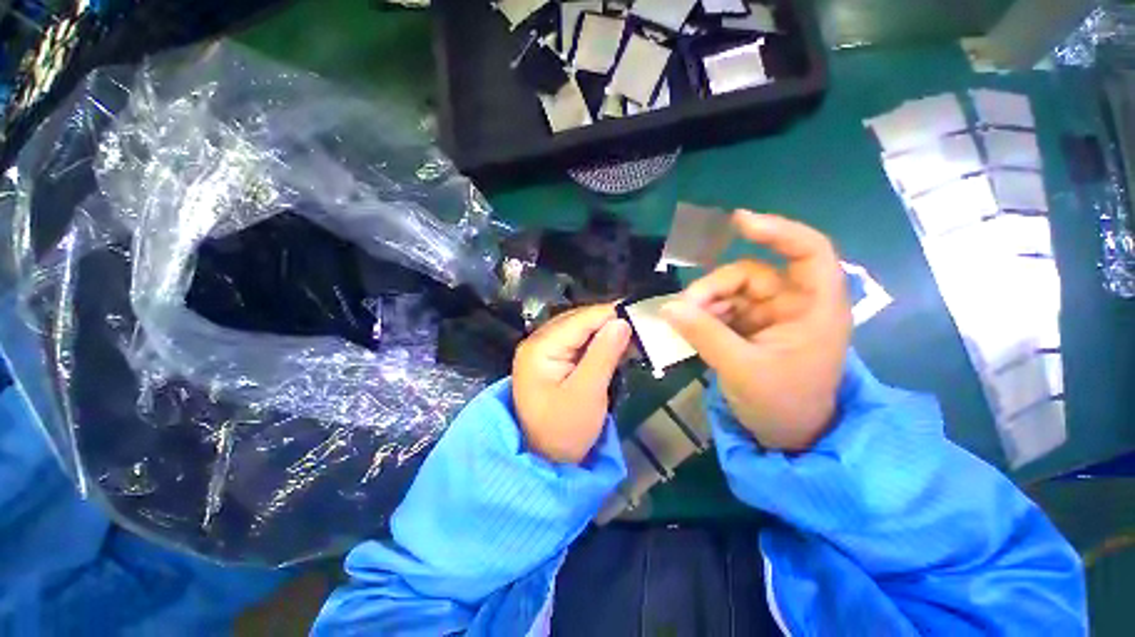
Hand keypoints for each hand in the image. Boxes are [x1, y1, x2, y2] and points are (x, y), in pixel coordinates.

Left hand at [512, 304, 631, 462]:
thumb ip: (603, 355)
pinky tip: (615, 346)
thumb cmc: (564, 431)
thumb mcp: (587, 394)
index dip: (610, 314)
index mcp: (540, 347)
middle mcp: (538, 342)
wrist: (543, 459)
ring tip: (632, 335)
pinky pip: (577, 343)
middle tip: (640, 325)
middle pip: (578, 321)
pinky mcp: (551, 360)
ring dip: (604, 333)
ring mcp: (543, 350)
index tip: (640, 313)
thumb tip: (621, 321)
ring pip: (579, 330)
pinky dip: (597, 344)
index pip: (579, 320)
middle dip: (608, 323)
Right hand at [661, 211, 850, 450]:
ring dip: (705, 303)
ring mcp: (770, 315)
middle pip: (751, 274)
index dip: (777, 231)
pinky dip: (705, 315)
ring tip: (683, 321)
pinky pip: (723, 309)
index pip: (808, 252)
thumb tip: (668, 307)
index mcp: (814, 308)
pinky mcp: (752, 327)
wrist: (786, 435)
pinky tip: (691, 327)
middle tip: (684, 308)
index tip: (738, 222)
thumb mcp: (741, 368)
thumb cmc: (781, 404)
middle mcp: (794, 304)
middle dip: (714, 288)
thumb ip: (704, 334)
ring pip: (731, 291)